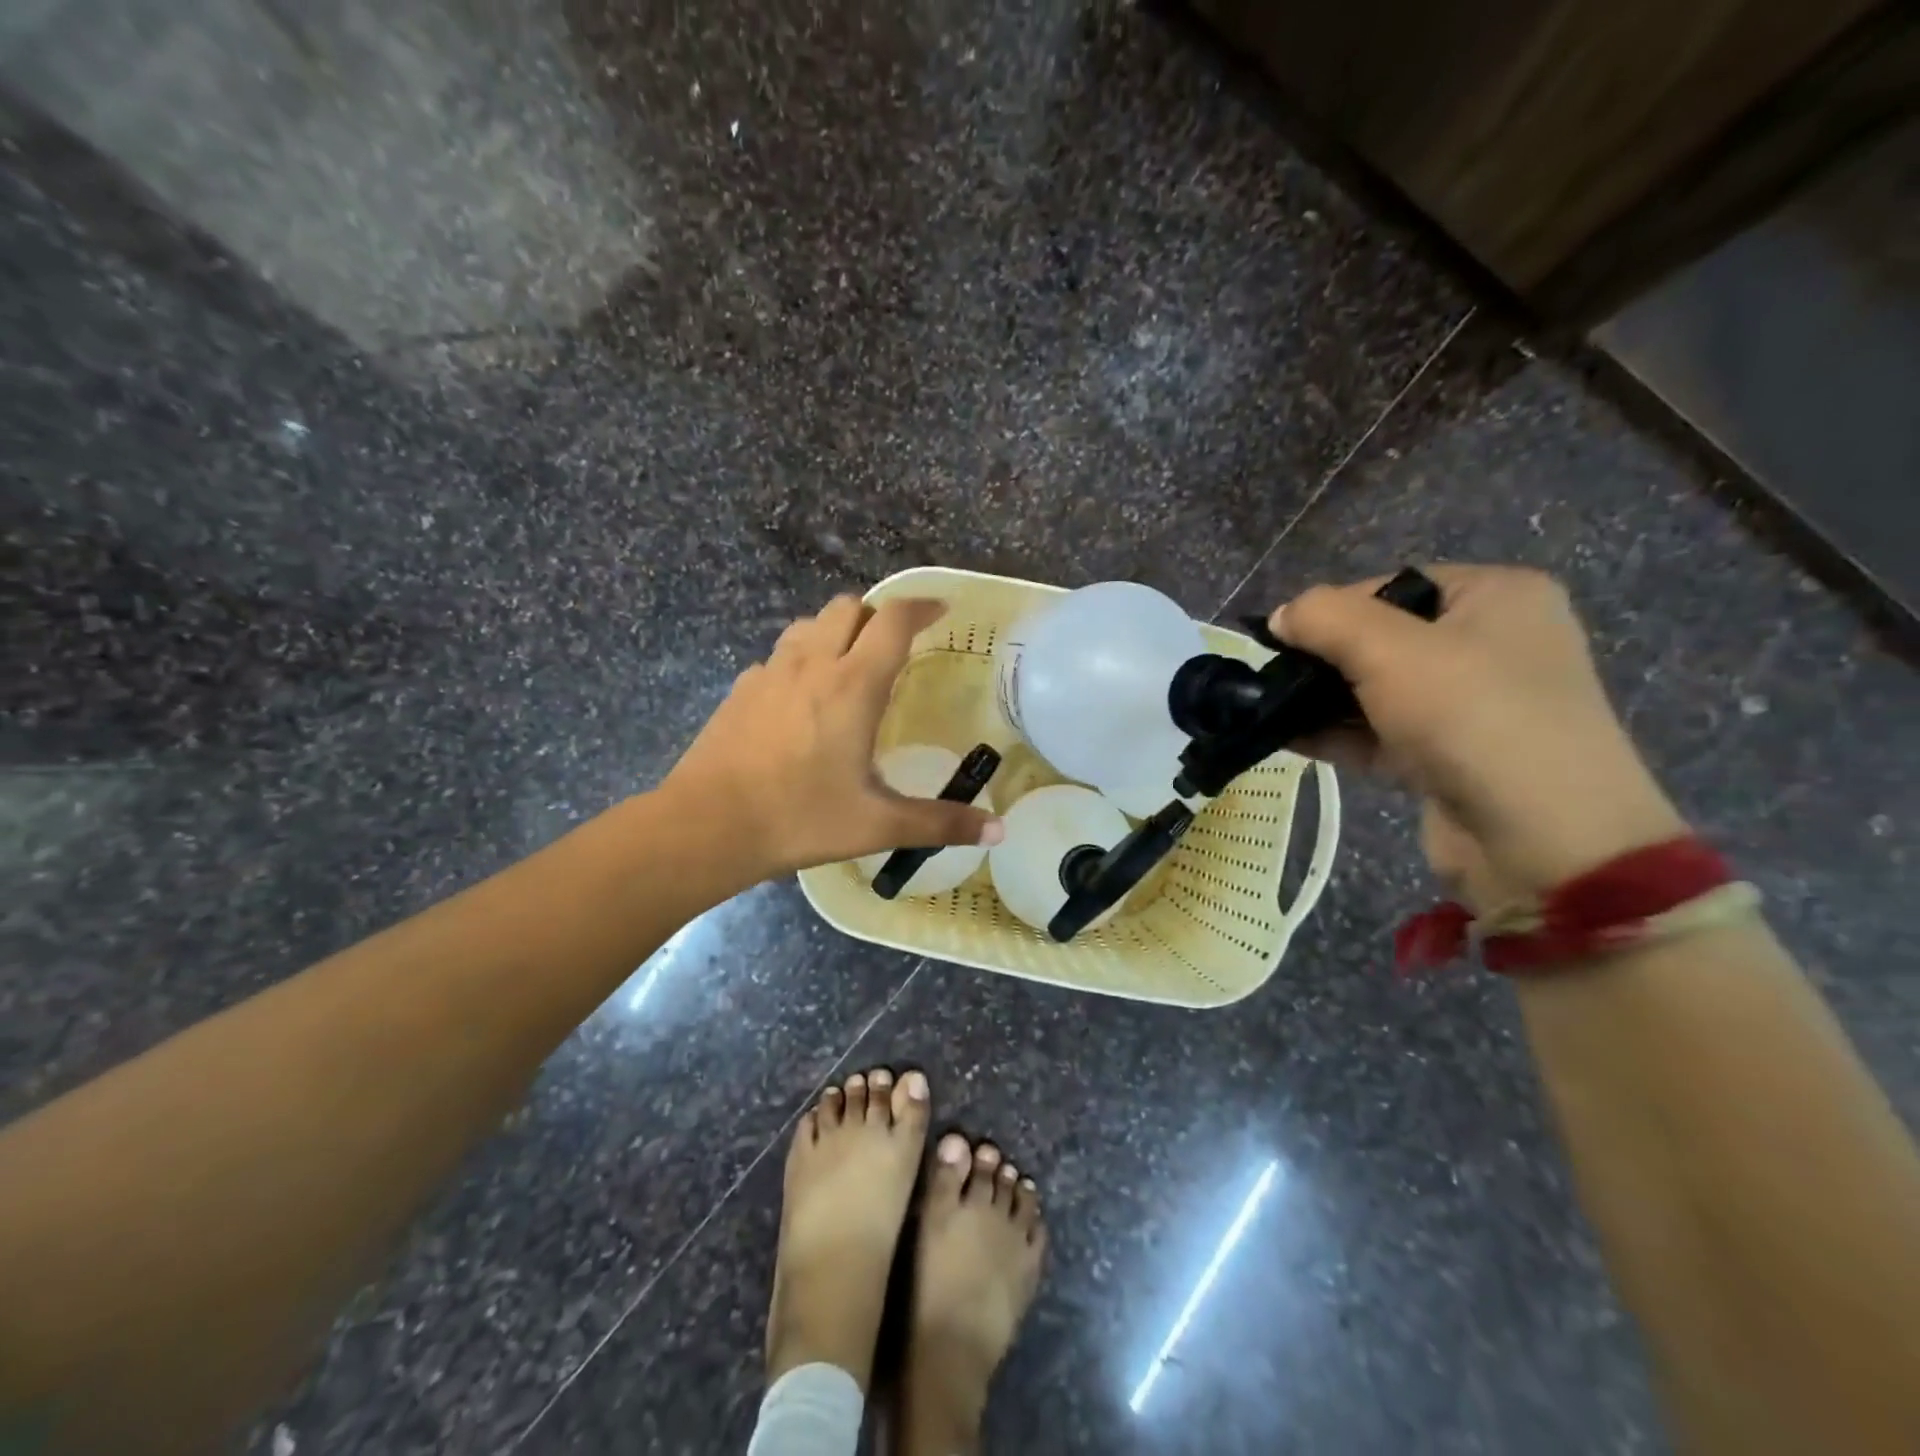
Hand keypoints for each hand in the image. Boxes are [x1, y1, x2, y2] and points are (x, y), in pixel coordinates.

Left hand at [660, 595, 1003, 880]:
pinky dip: (801, 659)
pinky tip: (802, 700)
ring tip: (850, 665)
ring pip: (809, 624)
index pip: (893, 620)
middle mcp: (812, 664)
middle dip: (877, 615)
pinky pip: (779, 655)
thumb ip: (940, 823)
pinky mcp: (741, 689)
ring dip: (836, 631)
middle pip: (848, 607)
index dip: (921, 606)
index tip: (941, 610)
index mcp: (853, 685)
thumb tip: (999, 832)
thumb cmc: (799, 819)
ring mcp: (770, 673)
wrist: (706, 827)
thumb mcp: (877, 824)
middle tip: (895, 647)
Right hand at [1273, 565, 1686, 911]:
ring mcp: (1470, 706)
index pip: (1391, 587)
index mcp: (1496, 597)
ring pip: (1376, 691)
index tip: (1280, 638)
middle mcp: (1490, 645)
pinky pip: (1379, 734)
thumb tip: (1280, 616)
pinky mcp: (1448, 758)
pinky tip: (1284, 737)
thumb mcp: (1390, 650)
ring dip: (1320, 701)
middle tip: (1268, 676)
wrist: (1542, 841)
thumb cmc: (1472, 718)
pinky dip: (1335, 735)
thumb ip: (1326, 618)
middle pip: (1381, 640)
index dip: (1331, 609)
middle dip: (1321, 659)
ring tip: (1262, 708)